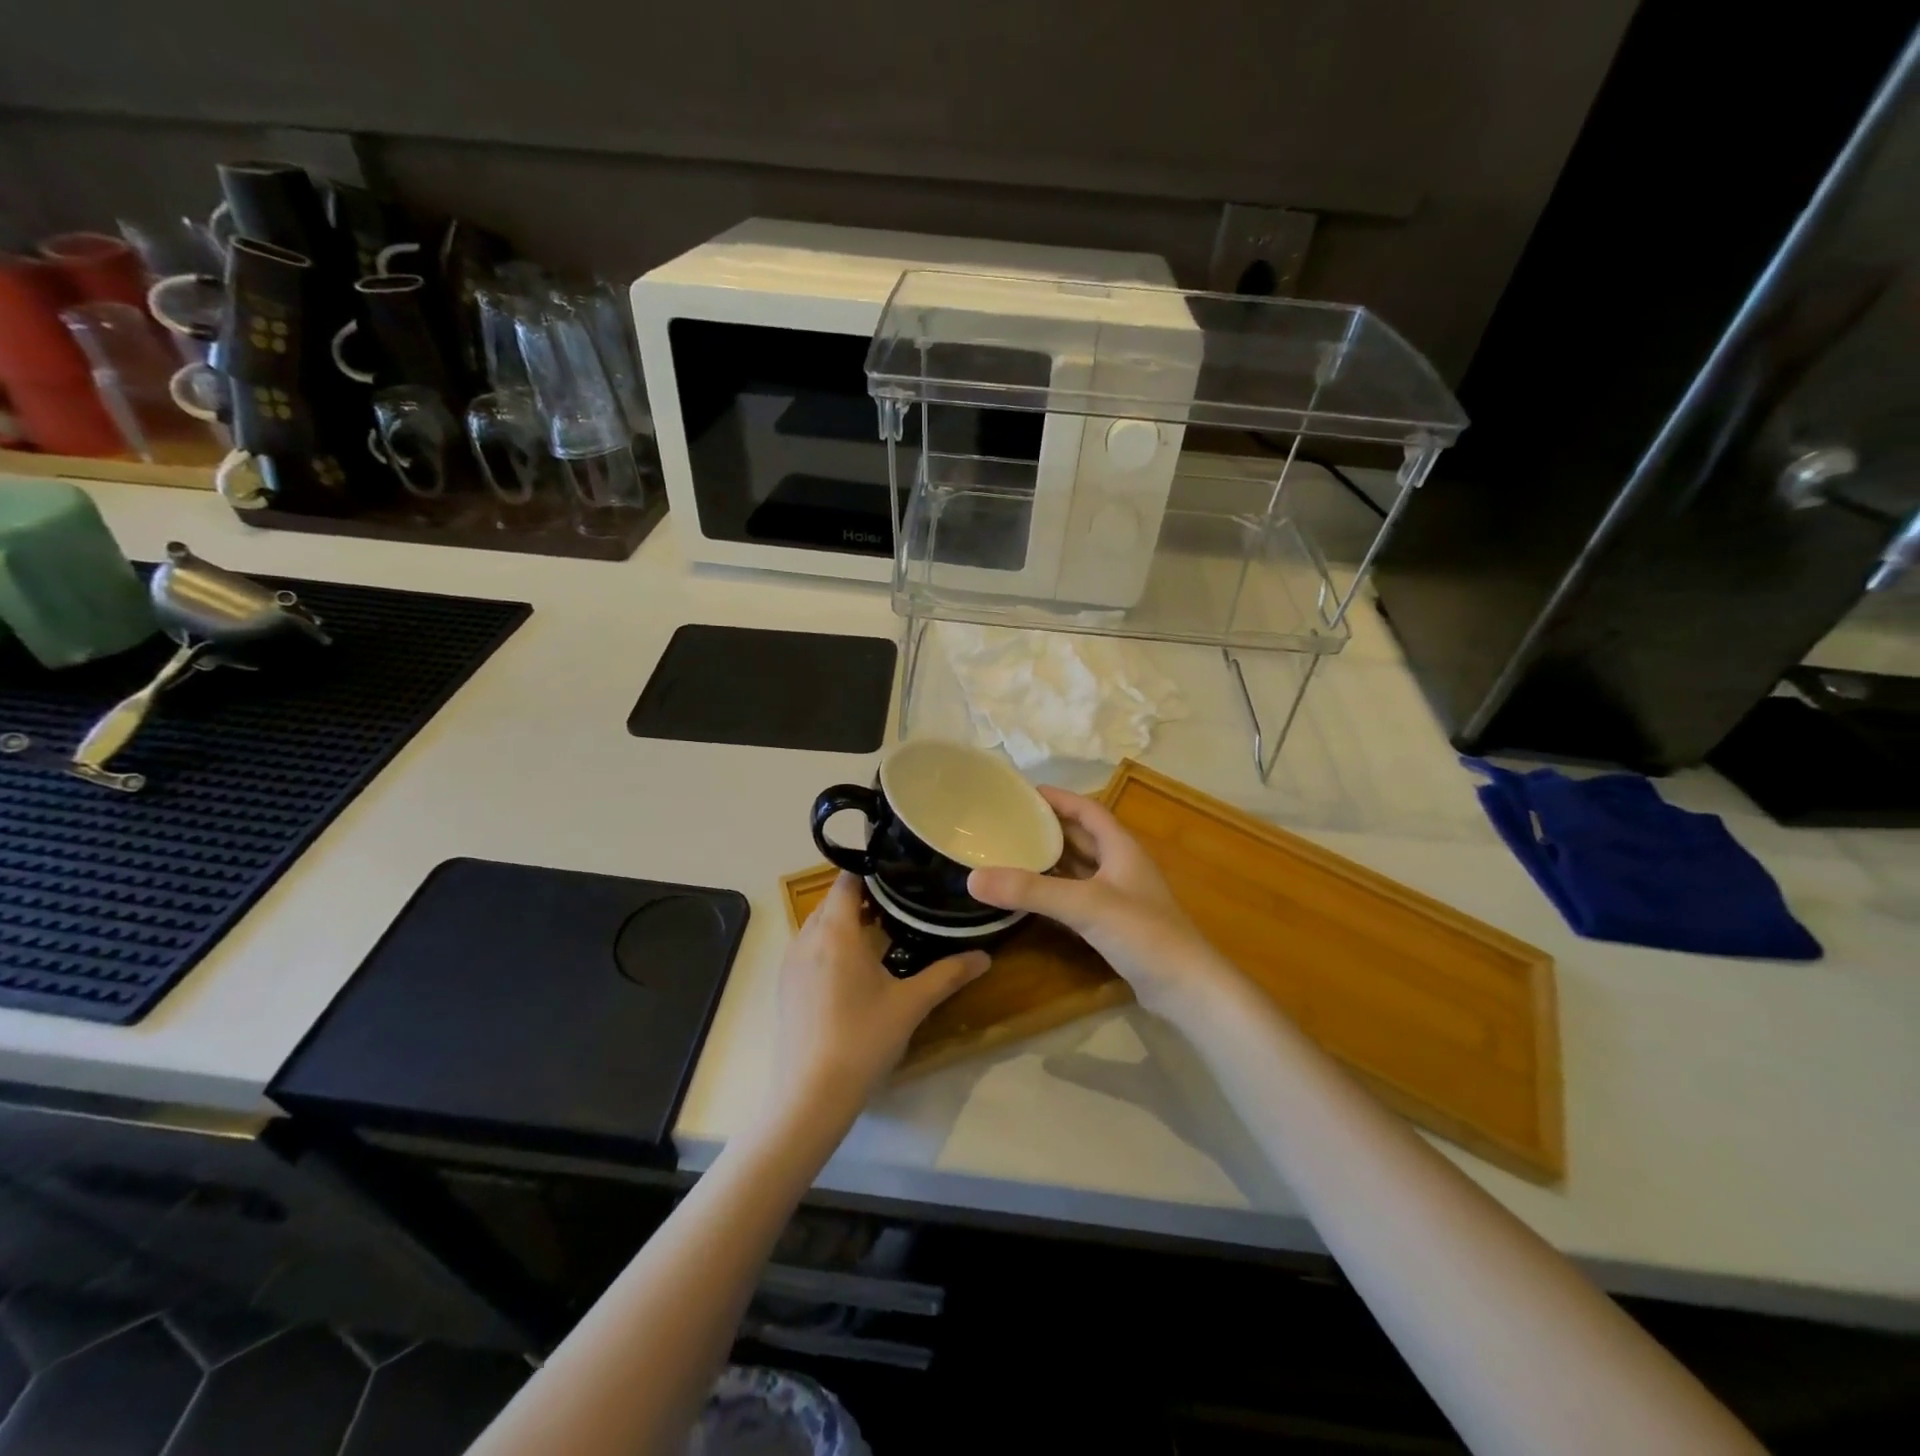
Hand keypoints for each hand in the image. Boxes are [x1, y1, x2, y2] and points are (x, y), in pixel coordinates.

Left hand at [771, 873, 990, 1121]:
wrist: (810, 1096)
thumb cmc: (863, 1039)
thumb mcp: (911, 1004)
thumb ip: (948, 974)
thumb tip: (985, 957)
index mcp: (835, 932)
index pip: (846, 880)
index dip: (871, 872)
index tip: (900, 875)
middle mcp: (806, 938)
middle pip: (832, 902)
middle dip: (863, 899)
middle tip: (901, 906)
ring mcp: (790, 964)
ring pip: (818, 926)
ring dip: (845, 924)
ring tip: (882, 935)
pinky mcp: (784, 987)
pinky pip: (808, 949)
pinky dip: (830, 947)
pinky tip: (855, 973)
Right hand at [968, 786, 1227, 1016]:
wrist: (1187, 988)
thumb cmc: (1143, 933)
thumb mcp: (1084, 905)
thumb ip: (1031, 891)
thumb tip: (974, 878)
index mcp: (1120, 847)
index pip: (1087, 809)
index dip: (1058, 798)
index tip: (1022, 793)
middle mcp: (1120, 865)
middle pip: (1080, 836)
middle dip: (1047, 828)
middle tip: (1006, 823)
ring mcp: (1119, 896)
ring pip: (1079, 868)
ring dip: (1050, 860)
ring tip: (1010, 853)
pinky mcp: (1115, 924)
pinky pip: (1078, 896)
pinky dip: (1055, 891)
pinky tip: (1030, 896)